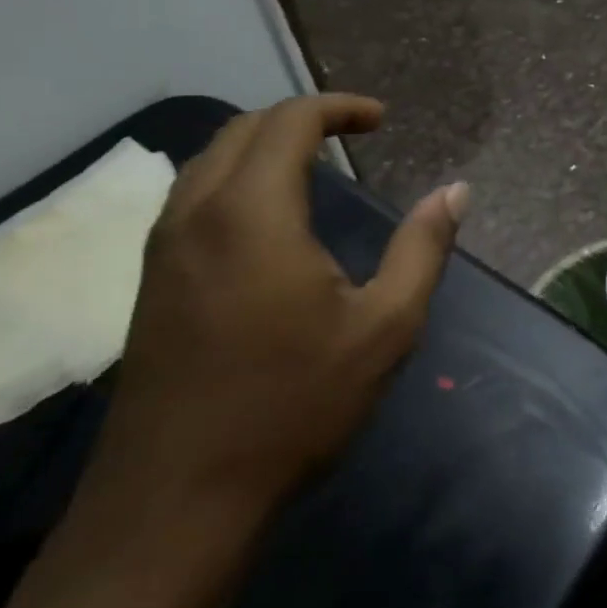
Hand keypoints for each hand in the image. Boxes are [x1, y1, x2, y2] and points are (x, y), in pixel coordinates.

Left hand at [81, 95, 467, 526]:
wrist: (177, 499)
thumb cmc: (292, 405)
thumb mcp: (384, 327)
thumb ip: (423, 249)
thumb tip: (455, 191)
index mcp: (252, 213)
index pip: (289, 121)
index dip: (338, 108)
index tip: (381, 120)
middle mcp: (196, 213)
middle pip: (242, 129)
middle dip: (301, 118)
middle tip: (353, 135)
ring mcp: (163, 248)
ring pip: (209, 161)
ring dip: (263, 146)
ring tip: (315, 165)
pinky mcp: (151, 281)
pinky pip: (193, 197)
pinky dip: (236, 178)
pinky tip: (269, 218)